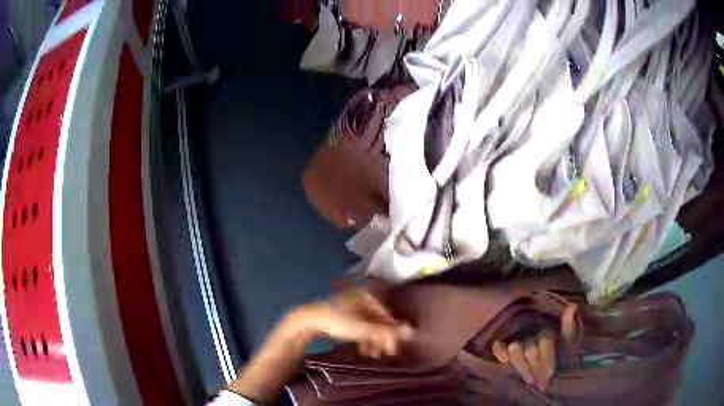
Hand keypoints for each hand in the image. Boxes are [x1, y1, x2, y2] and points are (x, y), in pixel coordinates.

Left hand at [286, 289, 414, 357]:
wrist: (307, 322)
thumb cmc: (337, 322)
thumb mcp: (363, 329)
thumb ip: (387, 332)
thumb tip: (413, 332)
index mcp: (368, 296)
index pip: (388, 316)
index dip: (393, 333)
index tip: (395, 350)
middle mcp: (362, 299)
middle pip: (380, 322)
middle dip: (383, 339)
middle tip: (386, 355)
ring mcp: (353, 307)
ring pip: (370, 326)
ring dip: (374, 342)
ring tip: (374, 355)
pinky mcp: (344, 316)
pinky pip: (361, 328)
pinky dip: (364, 339)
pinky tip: (364, 351)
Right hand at [491, 304, 576, 391]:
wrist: (556, 373)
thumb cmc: (564, 357)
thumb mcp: (570, 344)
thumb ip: (569, 327)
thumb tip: (572, 305)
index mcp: (547, 332)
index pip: (544, 342)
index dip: (547, 359)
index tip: (551, 374)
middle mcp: (532, 335)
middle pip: (530, 350)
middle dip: (536, 367)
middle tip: (542, 382)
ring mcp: (519, 343)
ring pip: (515, 350)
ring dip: (523, 367)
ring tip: (530, 380)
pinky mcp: (507, 353)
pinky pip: (499, 349)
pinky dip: (500, 353)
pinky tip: (504, 359)